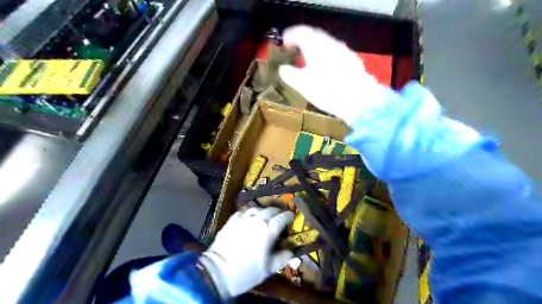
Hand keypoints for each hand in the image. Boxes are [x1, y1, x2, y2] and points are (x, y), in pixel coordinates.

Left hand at [200, 208, 291, 298]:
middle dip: (277, 212)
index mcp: (268, 231)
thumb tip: (291, 251)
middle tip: (279, 216)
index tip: (291, 216)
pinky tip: (248, 218)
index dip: (288, 216)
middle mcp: (257, 220)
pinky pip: (243, 212)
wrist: (218, 271)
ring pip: (257, 209)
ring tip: (265, 216)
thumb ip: (282, 258)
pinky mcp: (232, 220)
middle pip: (270, 210)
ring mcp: (243, 219)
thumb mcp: (268, 269)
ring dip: (263, 211)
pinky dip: (249, 213)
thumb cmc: (246, 272)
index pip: (282, 218)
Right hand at [279, 25, 388, 124]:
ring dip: (314, 47)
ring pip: (326, 43)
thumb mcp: (303, 86)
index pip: (301, 33)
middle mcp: (330, 43)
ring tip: (308, 58)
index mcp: (316, 46)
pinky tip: (325, 66)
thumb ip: (290, 75)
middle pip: (314, 35)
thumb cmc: (327, 91)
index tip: (283, 43)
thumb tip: (283, 69)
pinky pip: (335, 51)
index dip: (290, 36)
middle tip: (294, 48)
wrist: (359, 100)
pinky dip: (325, 54)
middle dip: (303, 40)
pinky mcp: (352, 60)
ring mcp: (343, 51)